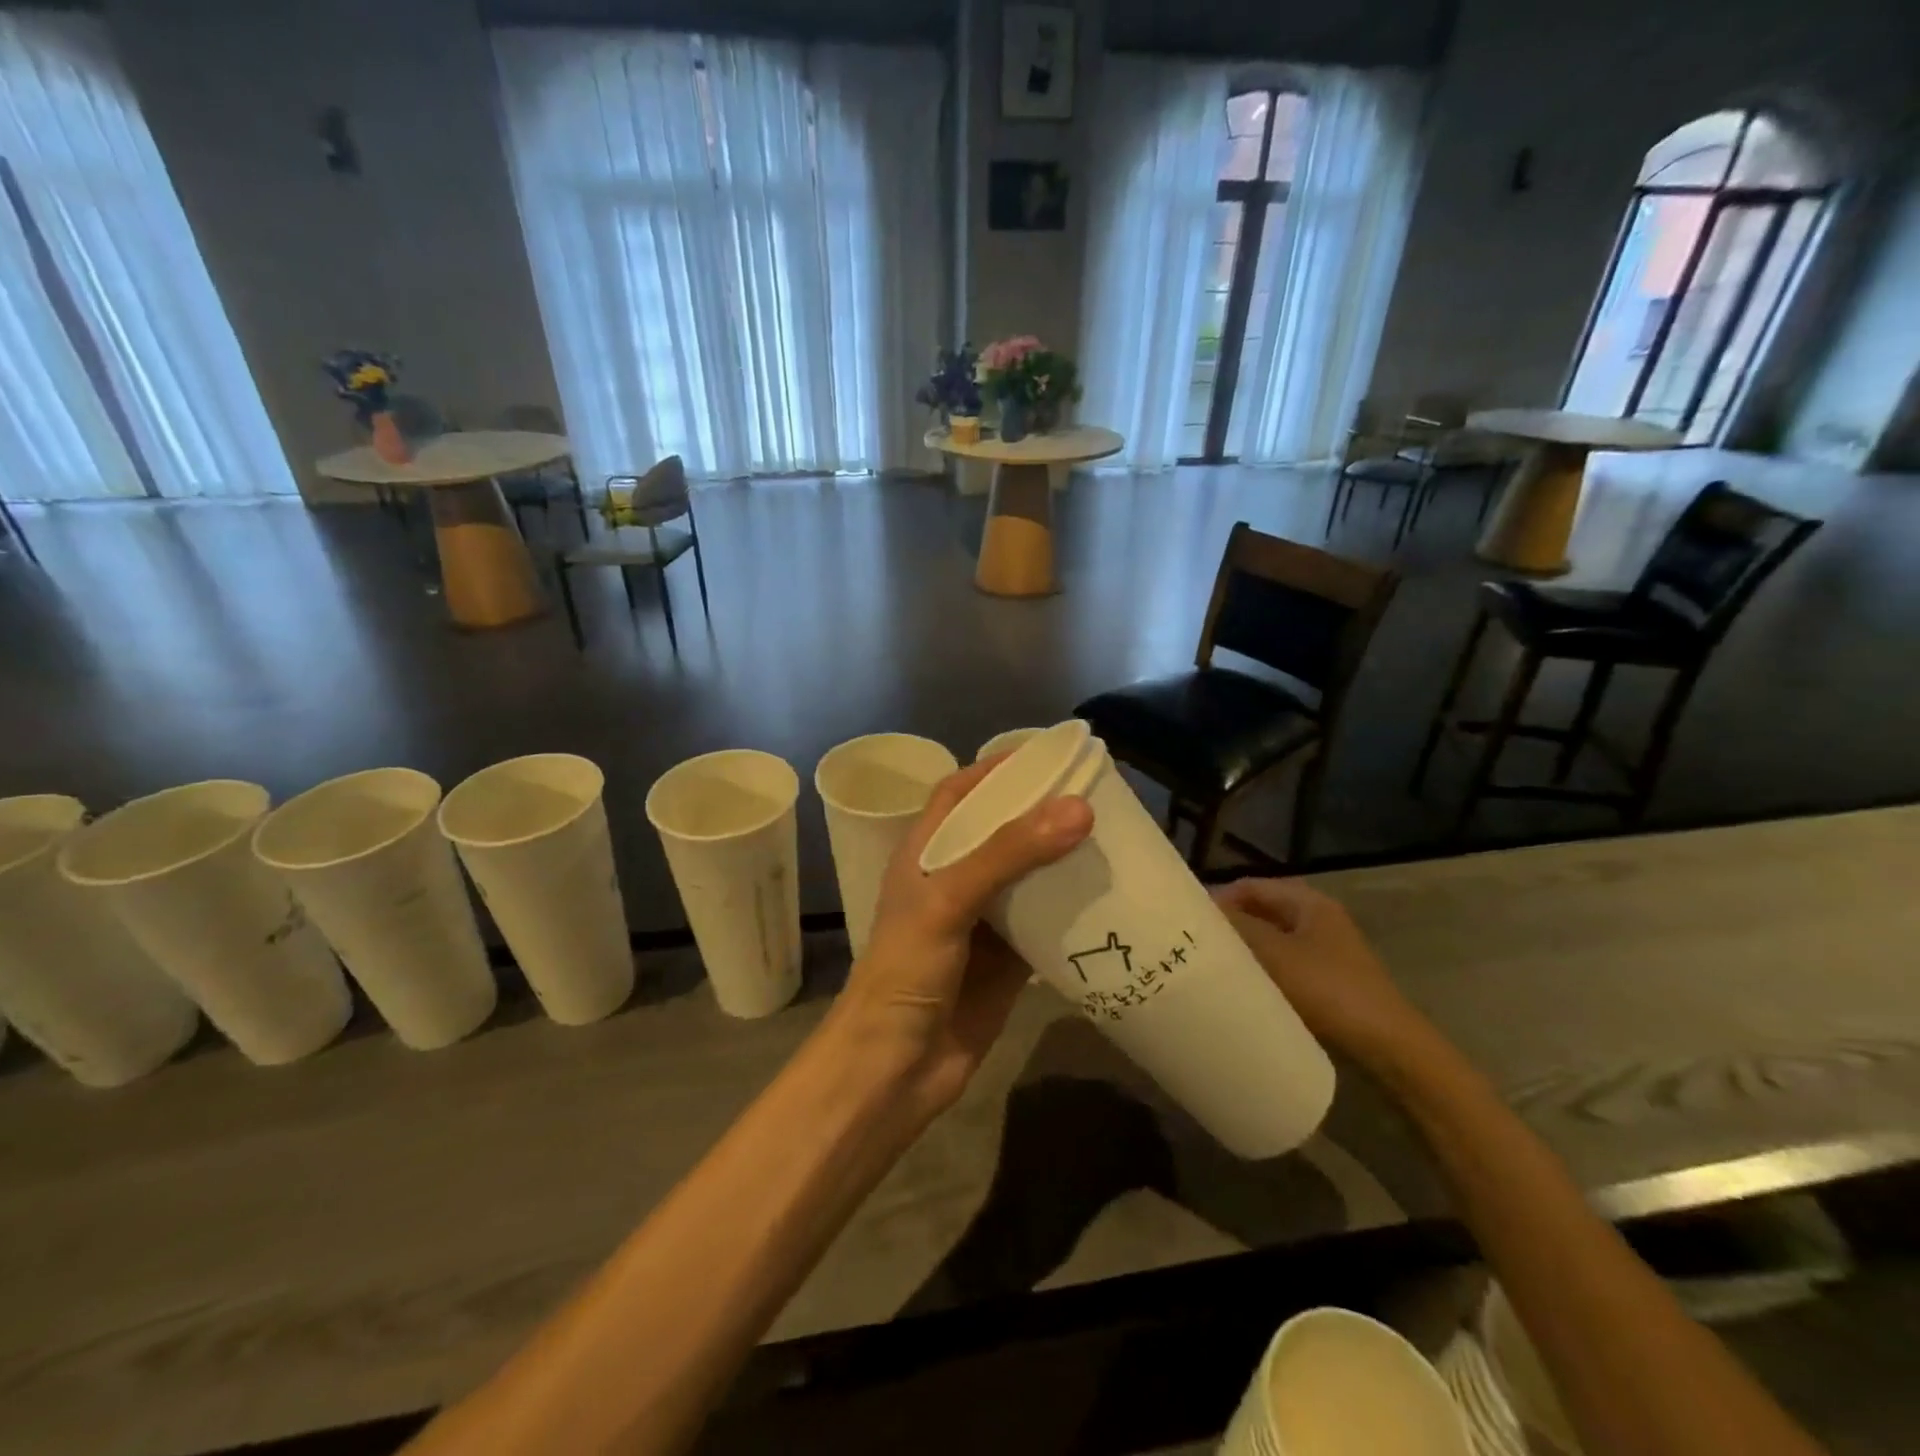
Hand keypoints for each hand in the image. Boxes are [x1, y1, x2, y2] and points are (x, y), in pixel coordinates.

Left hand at [836, 755, 1092, 1117]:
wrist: (895, 1069)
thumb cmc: (906, 971)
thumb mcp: (948, 900)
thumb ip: (1007, 853)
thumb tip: (1077, 808)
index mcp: (926, 854)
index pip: (959, 794)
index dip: (996, 770)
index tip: (1045, 756)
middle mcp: (954, 880)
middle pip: (1001, 831)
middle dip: (1041, 812)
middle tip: (1094, 794)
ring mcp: (983, 921)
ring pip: (1028, 877)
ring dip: (1061, 859)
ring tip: (1111, 836)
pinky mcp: (1009, 960)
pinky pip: (1046, 923)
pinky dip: (1072, 909)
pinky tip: (1109, 897)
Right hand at [1212, 878, 1428, 1068]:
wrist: (1387, 1048)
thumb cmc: (1328, 990)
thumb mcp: (1275, 954)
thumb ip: (1237, 927)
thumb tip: (1200, 913)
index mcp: (1309, 903)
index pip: (1251, 887)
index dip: (1219, 899)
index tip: (1190, 922)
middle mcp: (1318, 920)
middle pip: (1261, 912)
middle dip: (1230, 926)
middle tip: (1197, 945)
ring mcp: (1325, 952)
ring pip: (1271, 942)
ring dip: (1244, 951)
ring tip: (1213, 968)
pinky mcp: (1327, 982)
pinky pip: (1283, 967)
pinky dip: (1261, 972)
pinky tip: (1243, 990)